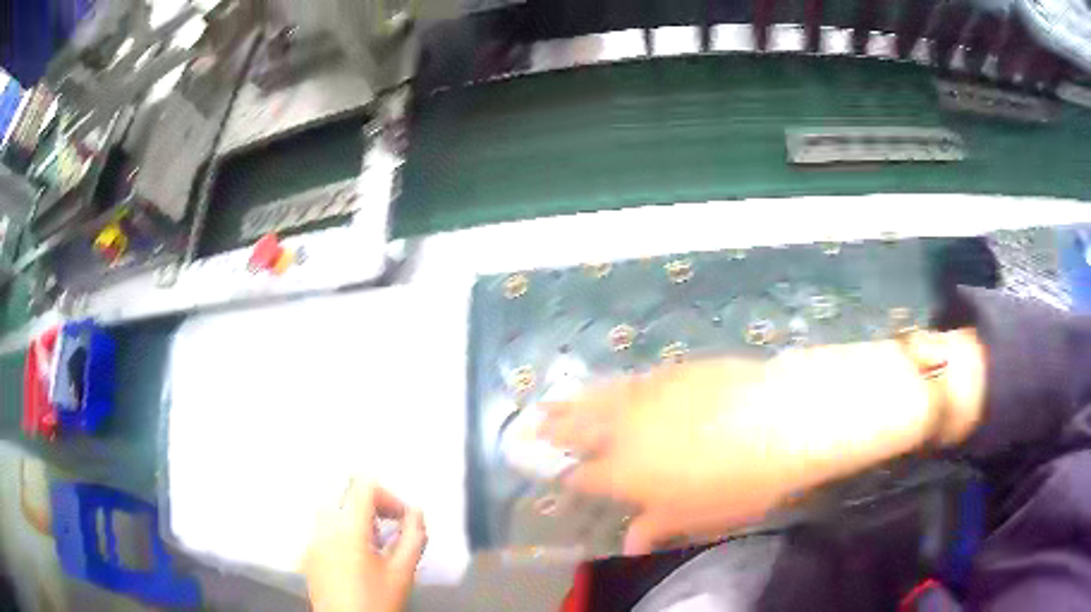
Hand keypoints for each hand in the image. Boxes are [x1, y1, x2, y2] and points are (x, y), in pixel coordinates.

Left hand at [304, 481, 426, 611]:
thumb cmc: (375, 602)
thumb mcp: (402, 572)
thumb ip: (413, 538)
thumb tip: (416, 514)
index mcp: (348, 529)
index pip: (364, 486)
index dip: (389, 496)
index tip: (402, 518)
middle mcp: (324, 528)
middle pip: (344, 493)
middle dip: (370, 504)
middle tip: (388, 527)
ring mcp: (312, 540)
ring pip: (330, 508)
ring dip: (354, 516)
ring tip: (373, 543)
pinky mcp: (307, 554)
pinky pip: (321, 527)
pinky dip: (340, 529)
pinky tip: (355, 555)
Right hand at [538, 358, 794, 555]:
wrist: (780, 419)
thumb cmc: (739, 482)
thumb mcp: (697, 517)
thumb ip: (656, 527)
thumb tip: (630, 544)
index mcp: (626, 473)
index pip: (584, 477)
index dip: (568, 478)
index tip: (557, 477)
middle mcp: (624, 432)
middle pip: (577, 429)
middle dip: (552, 430)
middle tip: (529, 425)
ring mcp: (646, 395)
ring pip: (597, 399)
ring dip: (571, 402)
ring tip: (550, 401)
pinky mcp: (671, 371)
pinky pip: (629, 379)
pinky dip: (611, 385)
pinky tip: (610, 385)